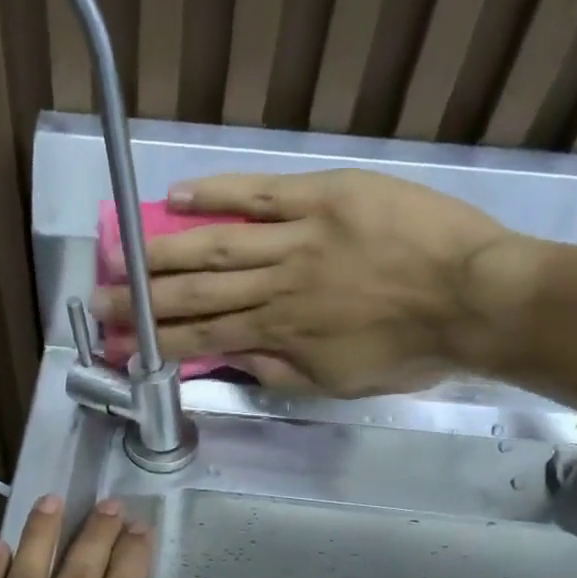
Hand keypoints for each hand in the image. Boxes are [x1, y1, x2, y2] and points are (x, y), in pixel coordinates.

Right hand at [94, 169, 527, 397]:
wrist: (476, 299)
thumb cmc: (412, 350)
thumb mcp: (342, 383)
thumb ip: (282, 371)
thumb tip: (234, 359)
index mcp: (279, 335)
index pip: (202, 340)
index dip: (156, 344)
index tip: (120, 347)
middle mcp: (275, 288)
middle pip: (195, 294)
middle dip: (143, 302)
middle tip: (100, 302)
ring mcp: (296, 239)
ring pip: (216, 245)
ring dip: (162, 252)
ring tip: (120, 255)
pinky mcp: (323, 198)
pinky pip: (262, 194)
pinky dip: (218, 194)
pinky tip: (178, 195)